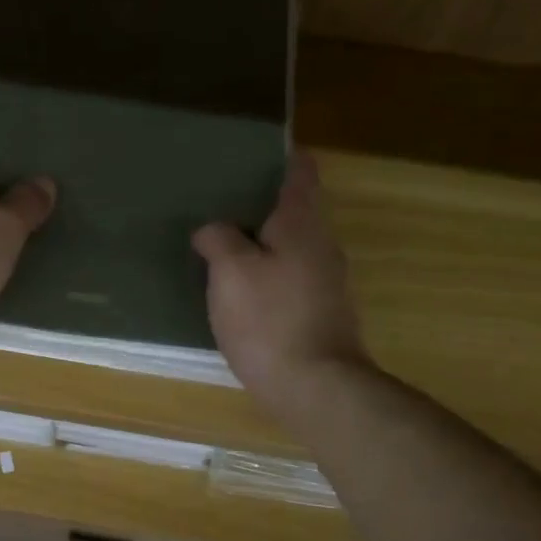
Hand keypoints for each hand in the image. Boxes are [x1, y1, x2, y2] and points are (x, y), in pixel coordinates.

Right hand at [193, 151, 369, 417]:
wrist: (314, 386)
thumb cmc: (269, 320)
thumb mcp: (230, 272)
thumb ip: (219, 240)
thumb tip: (212, 230)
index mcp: (303, 224)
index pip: (301, 173)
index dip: (281, 157)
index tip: (252, 153)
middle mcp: (323, 245)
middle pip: (297, 209)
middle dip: (263, 202)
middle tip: (222, 200)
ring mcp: (328, 281)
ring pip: (293, 245)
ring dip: (264, 241)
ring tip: (223, 242)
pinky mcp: (322, 312)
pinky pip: (291, 277)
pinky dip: (269, 272)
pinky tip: (242, 287)